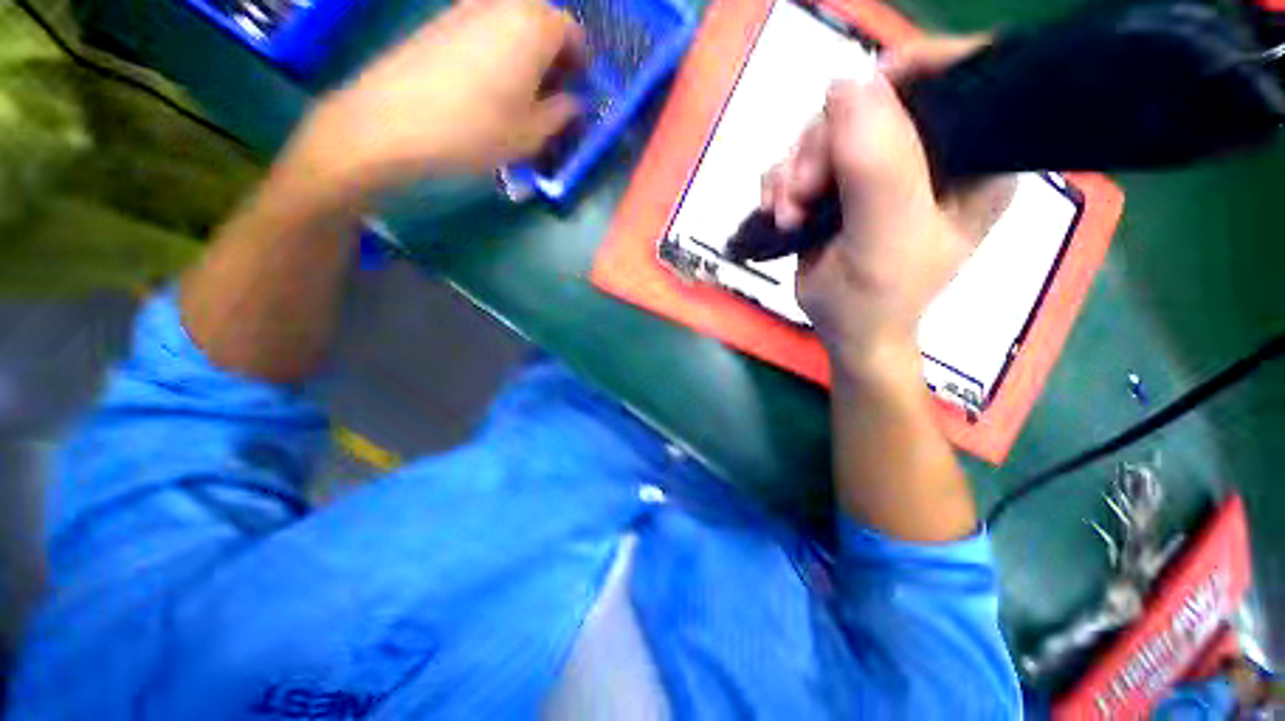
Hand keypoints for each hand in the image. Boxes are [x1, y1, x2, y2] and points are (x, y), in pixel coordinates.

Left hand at [294, 0, 586, 199]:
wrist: (394, 121)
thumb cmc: (477, 129)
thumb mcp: (532, 133)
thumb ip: (561, 113)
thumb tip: (573, 102)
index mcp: (533, 26)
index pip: (572, 32)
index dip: (580, 62)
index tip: (577, 89)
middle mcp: (502, 3)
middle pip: (541, 19)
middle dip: (553, 53)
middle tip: (552, 90)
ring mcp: (467, 6)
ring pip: (511, 20)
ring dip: (525, 50)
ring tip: (520, 90)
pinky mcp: (440, 19)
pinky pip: (483, 25)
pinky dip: (496, 47)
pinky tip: (488, 82)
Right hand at [760, 37, 1012, 368]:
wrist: (844, 329)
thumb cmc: (876, 298)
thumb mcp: (884, 236)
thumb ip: (876, 165)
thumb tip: (846, 85)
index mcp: (972, 157)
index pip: (956, 78)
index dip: (905, 74)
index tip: (851, 108)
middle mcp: (929, 152)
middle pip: (871, 104)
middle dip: (824, 145)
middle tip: (803, 192)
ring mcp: (879, 166)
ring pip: (828, 130)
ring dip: (795, 169)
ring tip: (787, 212)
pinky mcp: (841, 183)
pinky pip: (804, 157)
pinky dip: (783, 181)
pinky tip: (779, 210)